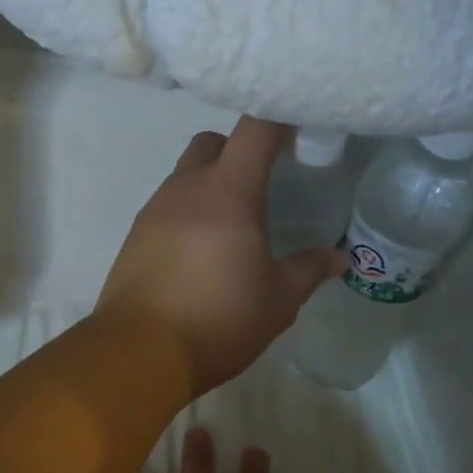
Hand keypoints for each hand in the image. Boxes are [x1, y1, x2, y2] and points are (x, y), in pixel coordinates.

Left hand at [97, 118, 343, 395]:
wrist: (139, 353)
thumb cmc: (219, 320)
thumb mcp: (277, 300)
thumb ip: (308, 270)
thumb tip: (339, 257)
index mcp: (228, 191)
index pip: (256, 128)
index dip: (280, 120)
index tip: (300, 133)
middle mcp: (186, 189)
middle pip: (213, 143)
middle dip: (239, 151)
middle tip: (263, 184)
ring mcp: (153, 211)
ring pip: (184, 175)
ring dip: (210, 186)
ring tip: (232, 227)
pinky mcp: (133, 238)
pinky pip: (165, 208)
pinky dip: (186, 215)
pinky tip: (199, 253)